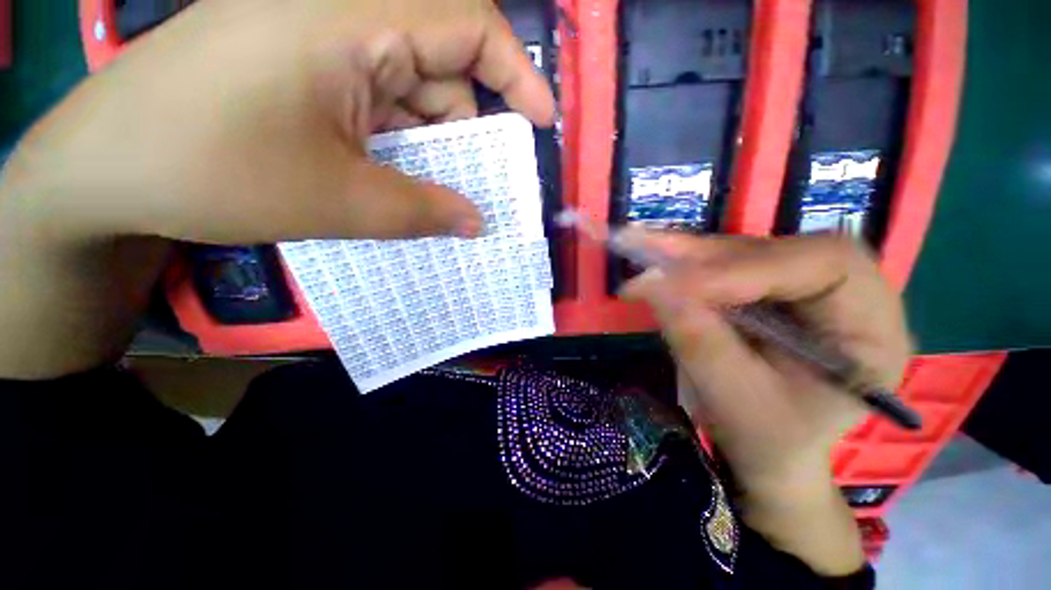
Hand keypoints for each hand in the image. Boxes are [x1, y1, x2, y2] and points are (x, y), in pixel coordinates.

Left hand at [7, 0, 553, 244]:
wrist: (105, 167)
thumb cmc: (211, 171)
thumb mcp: (339, 201)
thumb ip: (424, 212)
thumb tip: (478, 223)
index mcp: (349, 15)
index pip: (468, 21)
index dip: (515, 73)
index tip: (541, 122)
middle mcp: (339, 9)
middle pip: (442, 61)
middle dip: (471, 126)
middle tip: (488, 181)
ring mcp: (318, 36)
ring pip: (410, 86)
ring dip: (435, 142)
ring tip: (445, 193)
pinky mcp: (302, 64)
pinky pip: (378, 98)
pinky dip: (403, 139)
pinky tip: (402, 177)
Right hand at [622, 233, 910, 573]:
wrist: (766, 450)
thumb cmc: (765, 439)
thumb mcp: (734, 399)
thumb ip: (697, 338)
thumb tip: (650, 283)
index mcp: (872, 331)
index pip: (825, 266)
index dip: (747, 268)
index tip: (678, 283)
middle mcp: (849, 296)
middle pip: (780, 251)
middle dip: (708, 256)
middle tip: (649, 251)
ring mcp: (804, 289)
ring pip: (745, 253)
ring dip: (689, 255)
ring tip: (641, 248)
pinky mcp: (769, 290)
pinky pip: (726, 265)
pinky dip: (686, 264)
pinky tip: (656, 259)